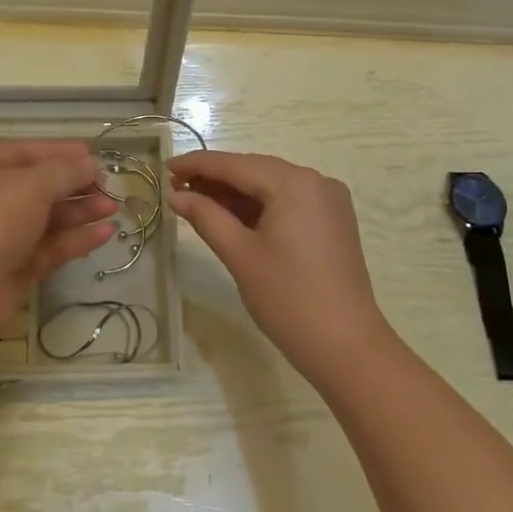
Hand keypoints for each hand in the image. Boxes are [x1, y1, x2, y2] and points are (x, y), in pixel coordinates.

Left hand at [0, 142, 116, 340]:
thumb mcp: (31, 185)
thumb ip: (65, 171)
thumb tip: (91, 163)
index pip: (26, 152)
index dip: (62, 153)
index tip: (96, 156)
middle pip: (38, 186)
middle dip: (75, 185)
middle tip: (110, 187)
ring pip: (45, 217)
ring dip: (79, 211)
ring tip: (113, 209)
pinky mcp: (10, 267)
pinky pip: (47, 246)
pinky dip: (74, 238)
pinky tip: (105, 233)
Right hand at [169, 151, 391, 384]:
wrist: (347, 347)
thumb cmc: (288, 298)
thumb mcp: (240, 254)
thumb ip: (206, 217)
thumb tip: (176, 196)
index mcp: (294, 183)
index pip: (235, 165)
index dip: (198, 165)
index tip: (165, 168)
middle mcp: (315, 181)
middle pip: (255, 171)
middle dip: (215, 178)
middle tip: (176, 188)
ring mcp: (328, 201)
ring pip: (271, 186)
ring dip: (235, 194)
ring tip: (196, 201)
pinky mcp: (332, 222)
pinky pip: (288, 202)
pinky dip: (259, 207)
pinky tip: (230, 215)